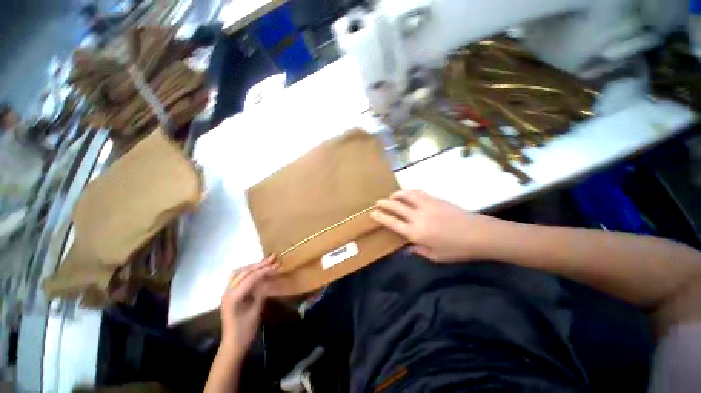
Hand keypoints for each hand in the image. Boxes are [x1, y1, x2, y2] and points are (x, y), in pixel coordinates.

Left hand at [220, 256, 277, 354]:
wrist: (233, 344)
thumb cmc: (246, 330)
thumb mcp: (256, 311)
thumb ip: (261, 293)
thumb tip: (268, 279)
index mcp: (234, 297)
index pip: (250, 278)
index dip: (264, 270)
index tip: (277, 265)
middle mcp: (228, 292)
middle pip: (244, 272)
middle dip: (259, 264)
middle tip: (273, 258)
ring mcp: (227, 292)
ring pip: (238, 272)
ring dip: (252, 266)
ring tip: (265, 262)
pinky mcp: (229, 294)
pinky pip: (237, 277)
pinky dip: (247, 271)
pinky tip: (255, 271)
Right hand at [371, 190, 496, 261]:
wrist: (478, 234)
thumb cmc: (456, 249)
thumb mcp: (435, 256)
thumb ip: (418, 251)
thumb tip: (406, 248)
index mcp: (415, 232)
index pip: (392, 222)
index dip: (381, 217)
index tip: (373, 213)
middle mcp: (417, 216)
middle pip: (396, 206)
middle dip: (384, 203)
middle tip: (378, 201)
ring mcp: (426, 205)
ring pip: (406, 195)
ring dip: (396, 194)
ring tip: (392, 195)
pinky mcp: (435, 199)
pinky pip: (419, 192)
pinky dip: (410, 192)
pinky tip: (408, 193)